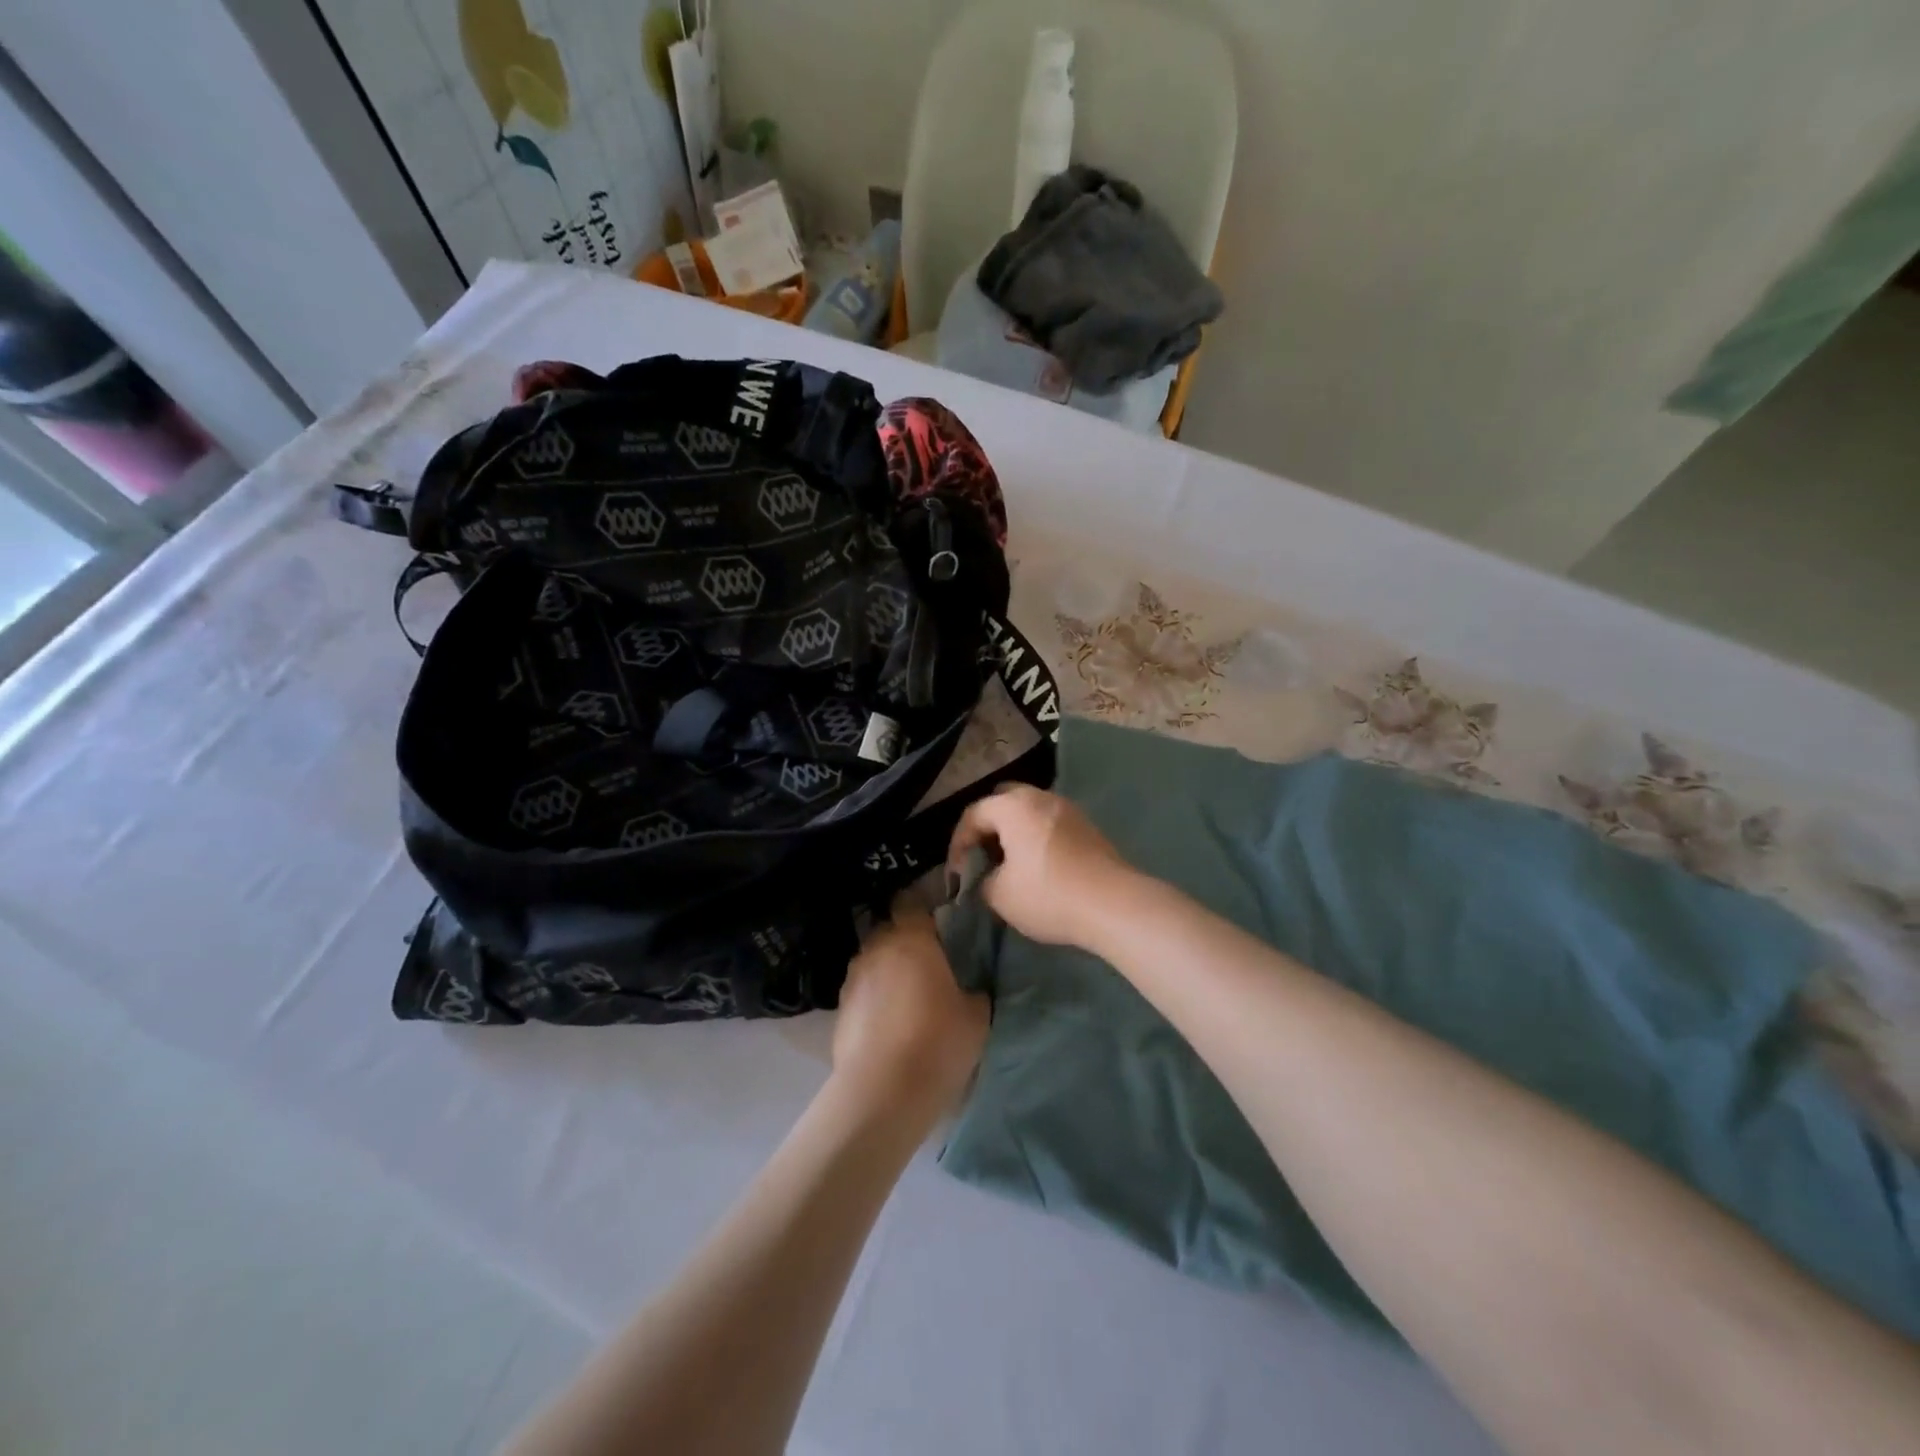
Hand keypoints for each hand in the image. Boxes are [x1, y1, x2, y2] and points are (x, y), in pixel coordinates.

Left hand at [831, 910, 987, 1116]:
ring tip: (908, 993)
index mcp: (911, 939)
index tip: (940, 919)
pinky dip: (874, 996)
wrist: (882, 1093)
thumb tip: (969, 985)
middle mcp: (877, 948)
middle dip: (906, 939)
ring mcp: (853, 978)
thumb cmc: (937, 1043)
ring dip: (888, 968)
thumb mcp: (976, 1015)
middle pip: (890, 929)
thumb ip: (973, 988)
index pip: (910, 901)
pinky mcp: (839, 1008)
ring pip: (873, 959)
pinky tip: (890, 1020)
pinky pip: (862, 989)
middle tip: (930, 960)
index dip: (923, 905)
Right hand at [947, 784, 1136, 948]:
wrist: (1114, 904)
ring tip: (1008, 865)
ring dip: (1013, 833)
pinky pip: (1049, 824)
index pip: (972, 815)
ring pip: (1029, 812)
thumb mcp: (999, 895)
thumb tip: (986, 877)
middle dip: (986, 829)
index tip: (957, 875)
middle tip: (981, 858)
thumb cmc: (1048, 894)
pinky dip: (1035, 838)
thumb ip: (982, 880)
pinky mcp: (1087, 826)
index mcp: (1013, 806)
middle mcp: (1040, 797)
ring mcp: (1068, 809)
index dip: (958, 844)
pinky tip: (1037, 867)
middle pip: (1002, 802)